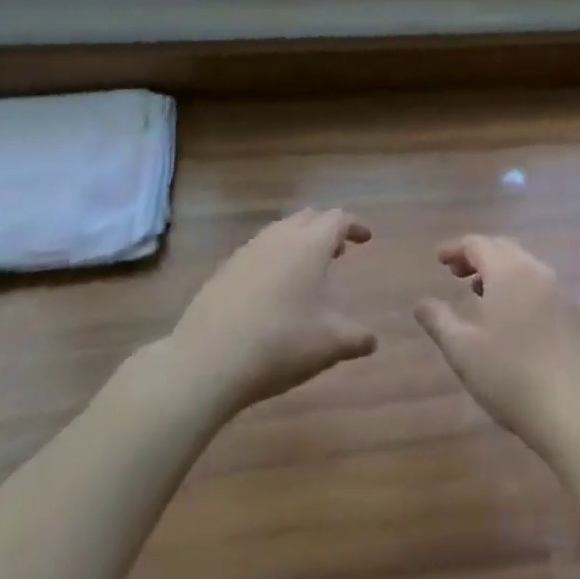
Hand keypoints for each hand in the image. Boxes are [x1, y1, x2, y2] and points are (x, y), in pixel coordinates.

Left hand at [167, 208, 376, 414]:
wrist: (207, 360)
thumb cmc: (280, 343)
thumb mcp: (330, 345)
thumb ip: (357, 339)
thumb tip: (372, 341)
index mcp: (309, 245)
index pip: (337, 219)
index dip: (354, 225)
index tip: (366, 238)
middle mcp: (278, 238)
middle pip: (307, 218)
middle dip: (326, 229)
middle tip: (338, 251)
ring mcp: (246, 252)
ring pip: (279, 232)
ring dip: (298, 242)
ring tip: (306, 270)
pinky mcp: (223, 271)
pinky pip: (257, 252)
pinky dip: (274, 259)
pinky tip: (272, 290)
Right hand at [415, 235, 579, 458]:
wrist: (575, 410)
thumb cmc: (510, 376)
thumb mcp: (462, 351)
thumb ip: (438, 321)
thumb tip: (421, 303)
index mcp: (509, 271)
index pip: (478, 244)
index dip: (456, 248)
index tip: (439, 259)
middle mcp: (537, 271)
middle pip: (503, 248)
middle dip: (478, 255)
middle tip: (456, 273)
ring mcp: (561, 292)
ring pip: (525, 266)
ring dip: (500, 271)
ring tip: (481, 294)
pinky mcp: (575, 315)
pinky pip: (541, 286)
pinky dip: (520, 287)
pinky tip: (513, 317)